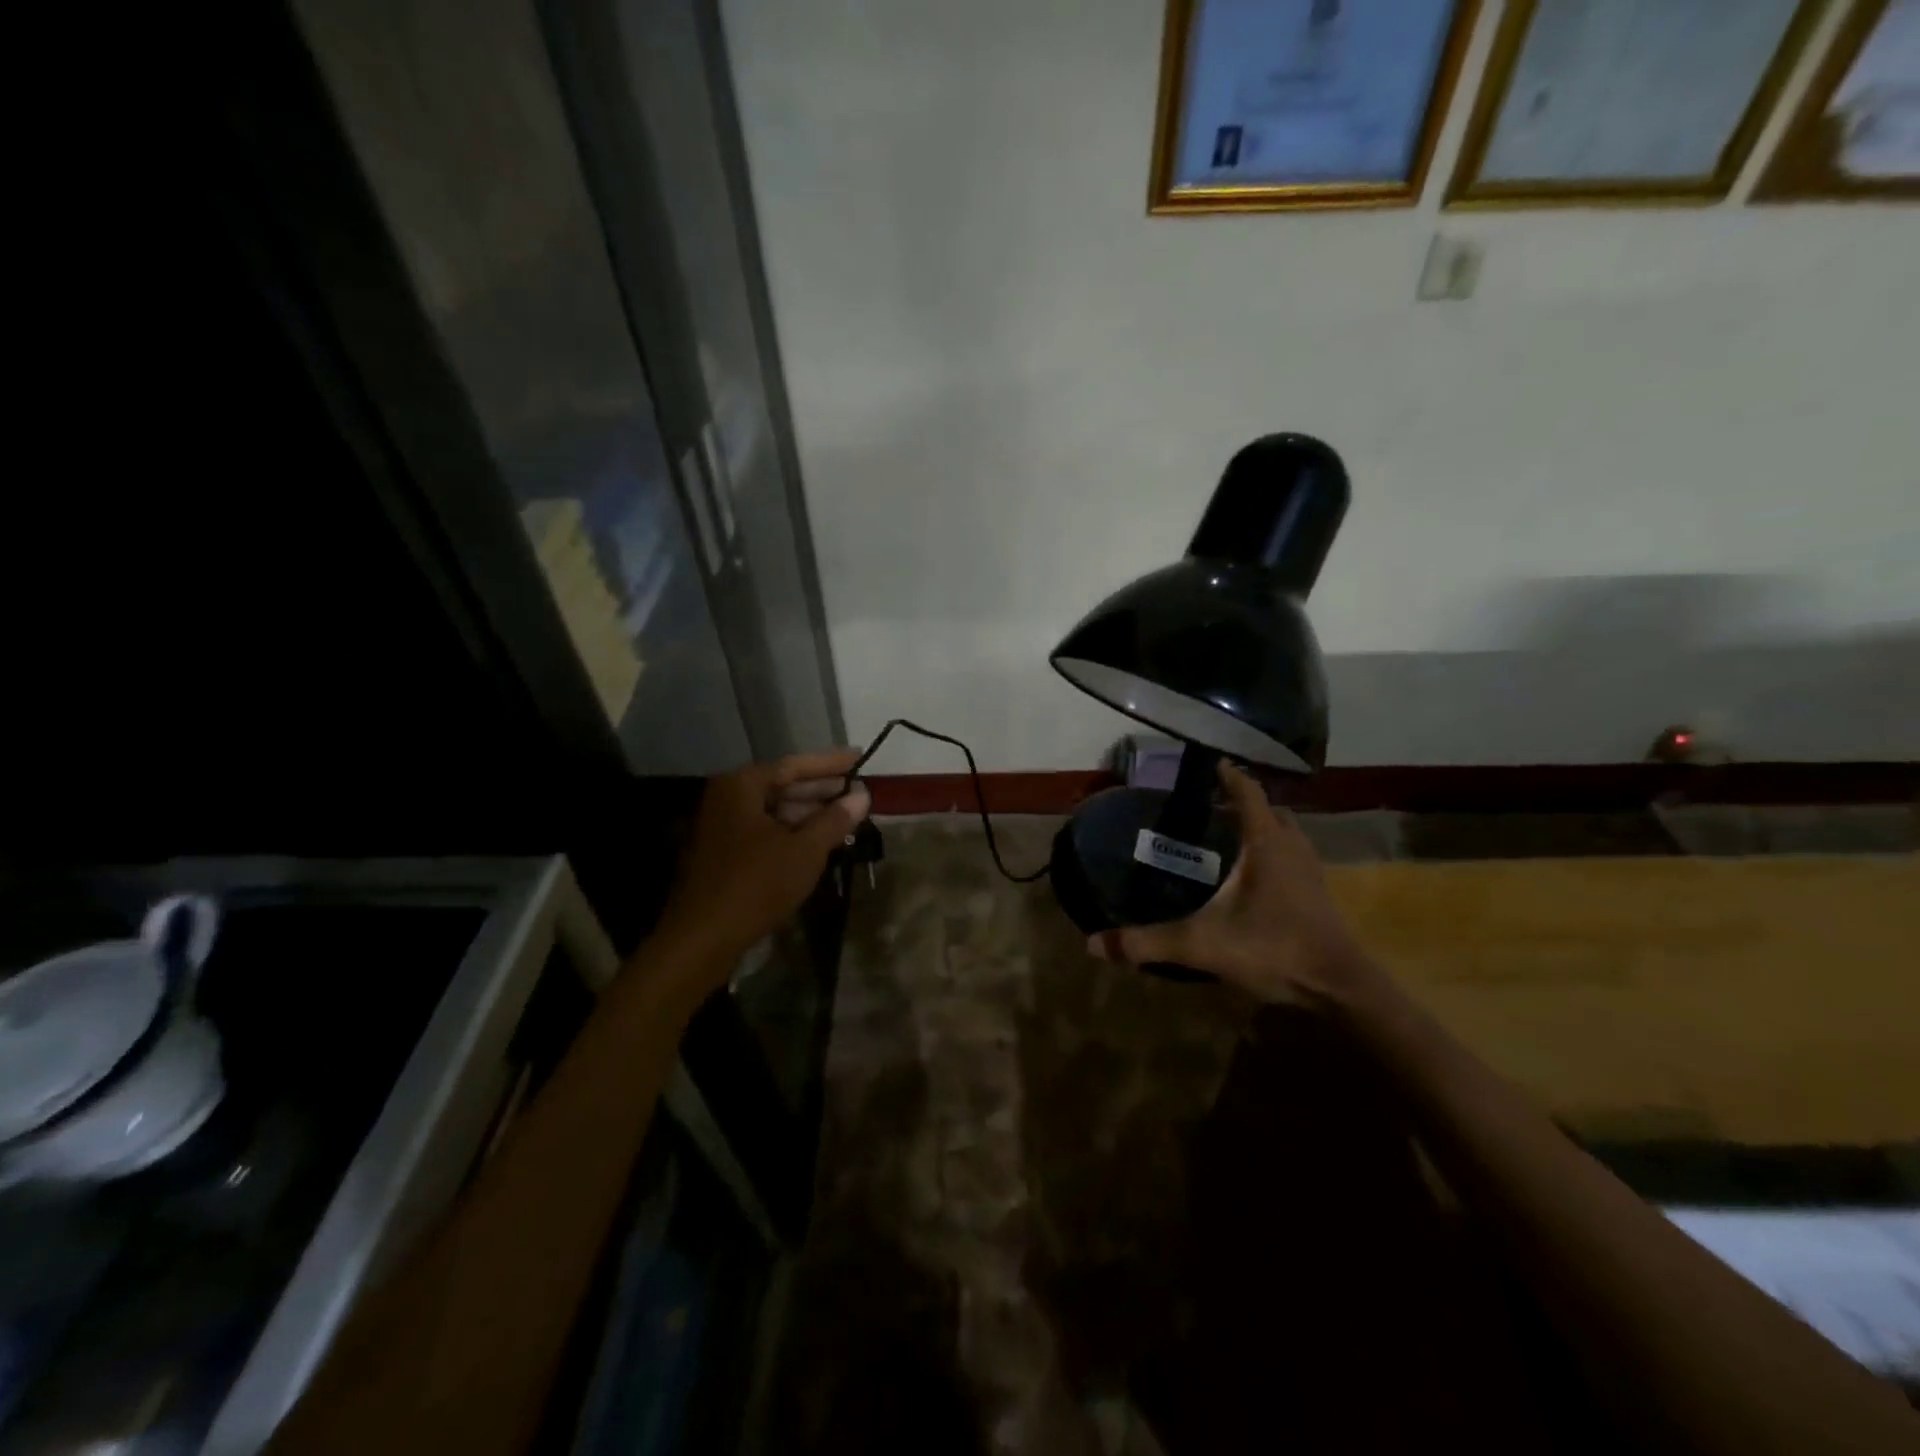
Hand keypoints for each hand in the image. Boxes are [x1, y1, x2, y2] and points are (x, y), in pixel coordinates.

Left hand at [653, 750, 871, 977]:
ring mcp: (721, 826)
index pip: (794, 765)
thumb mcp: (804, 851)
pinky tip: (818, 842)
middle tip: (859, 792)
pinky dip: (792, 833)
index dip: (831, 763)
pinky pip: (764, 831)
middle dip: (822, 790)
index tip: (860, 759)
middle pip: (782, 786)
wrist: (700, 939)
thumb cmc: (755, 885)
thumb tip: (863, 796)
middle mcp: (727, 798)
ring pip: (774, 811)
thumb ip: (835, 820)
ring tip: (846, 818)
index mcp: (741, 786)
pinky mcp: (722, 853)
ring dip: (809, 814)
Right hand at [1088, 761, 1379, 1008]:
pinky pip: (1293, 859)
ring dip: (1263, 829)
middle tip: (1213, 807)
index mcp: (1266, 844)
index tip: (1212, 763)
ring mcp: (1311, 872)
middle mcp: (1292, 848)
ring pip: (1287, 835)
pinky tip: (1253, 879)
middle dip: (1245, 803)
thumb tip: (1094, 943)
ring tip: (1231, 838)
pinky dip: (1274, 855)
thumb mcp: (1202, 945)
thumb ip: (1148, 942)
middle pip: (1270, 811)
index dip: (1229, 776)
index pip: (1248, 793)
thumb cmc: (1273, 949)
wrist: (1339, 988)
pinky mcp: (1318, 896)